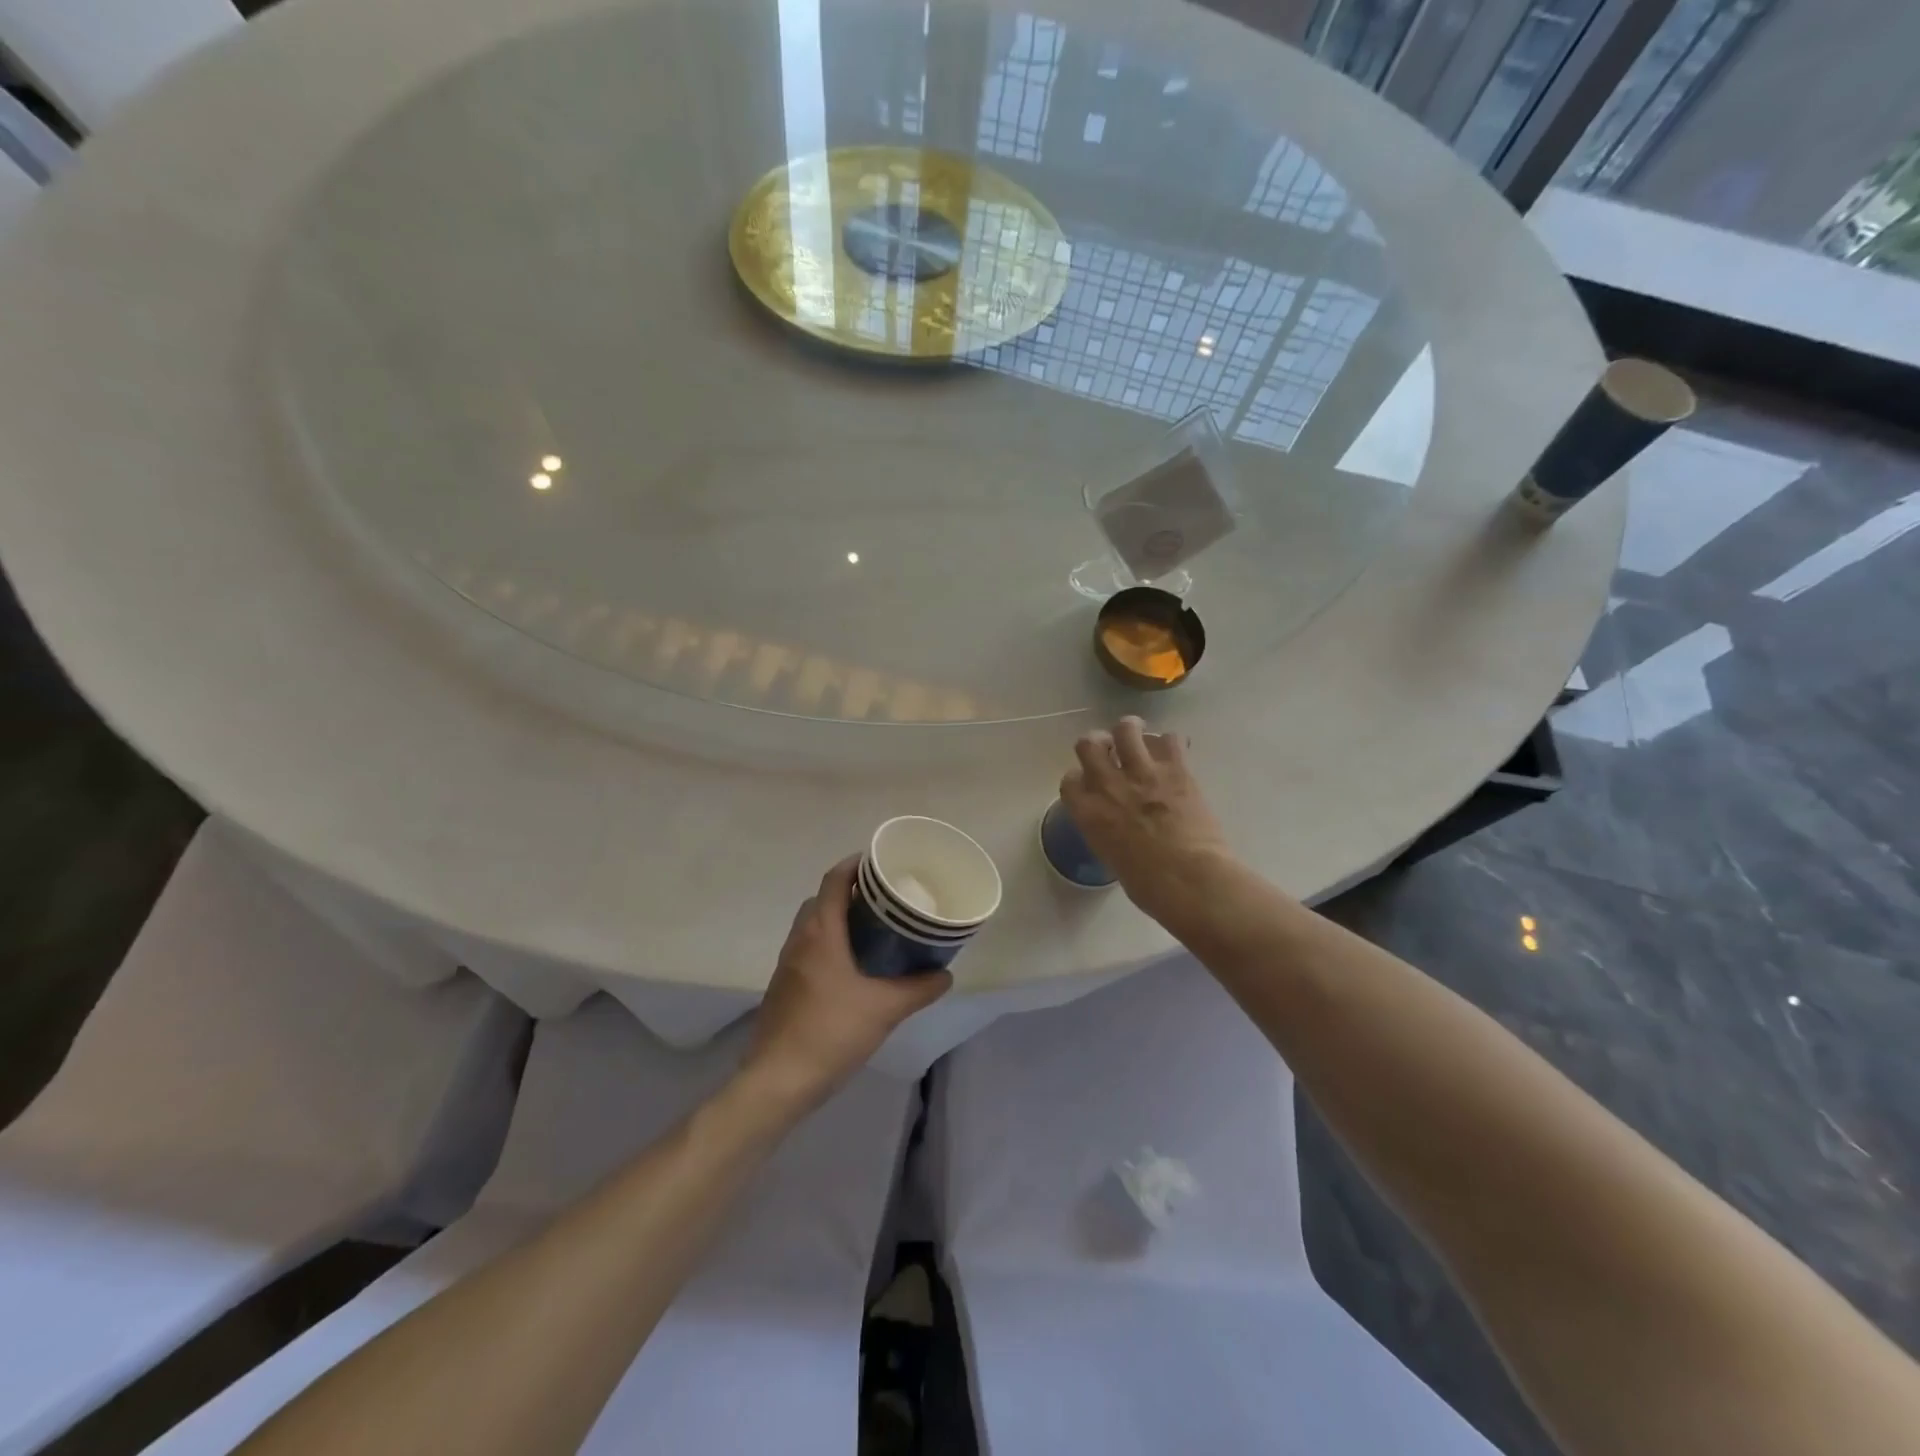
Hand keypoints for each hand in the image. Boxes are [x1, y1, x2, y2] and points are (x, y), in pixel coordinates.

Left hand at [746, 857, 950, 1108]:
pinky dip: (831, 944)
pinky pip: (809, 949)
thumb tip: (945, 974)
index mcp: (821, 932)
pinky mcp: (785, 986)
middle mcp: (800, 939)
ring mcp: (788, 964)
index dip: (855, 865)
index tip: (881, 863)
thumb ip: (918, 988)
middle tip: (886, 900)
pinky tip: (854, 967)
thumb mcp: (885, 1009)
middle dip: (851, 892)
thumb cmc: (831, 1032)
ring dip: (839, 919)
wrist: (778, 1080)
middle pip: (823, 899)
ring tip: (875, 930)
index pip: (834, 880)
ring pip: (814, 925)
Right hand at [1059, 717, 1231, 923]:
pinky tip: (1174, 752)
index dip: (1079, 778)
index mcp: (1088, 813)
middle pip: (1089, 744)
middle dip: (1098, 743)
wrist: (1189, 879)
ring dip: (1130, 730)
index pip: (1070, 780)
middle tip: (1110, 749)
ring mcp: (1142, 773)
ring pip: (1126, 729)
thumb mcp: (1113, 861)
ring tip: (1139, 736)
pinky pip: (1169, 738)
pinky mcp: (1176, 769)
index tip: (1088, 783)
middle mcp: (1108, 785)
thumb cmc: (1149, 886)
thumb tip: (1121, 832)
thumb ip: (1109, 836)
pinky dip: (1170, 742)